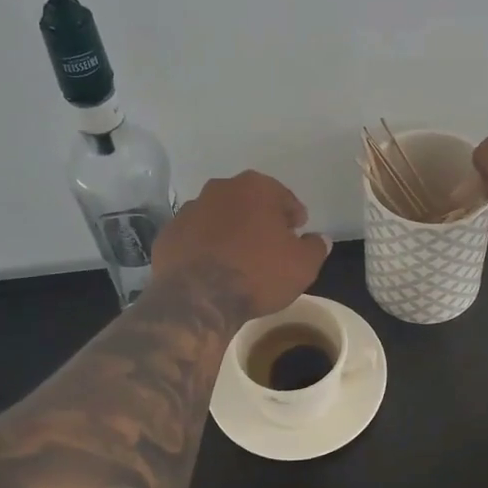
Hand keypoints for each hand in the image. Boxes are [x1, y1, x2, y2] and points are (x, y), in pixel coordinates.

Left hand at [152, 171, 330, 317]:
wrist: (197, 300)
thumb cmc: (258, 274)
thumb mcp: (303, 265)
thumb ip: (316, 247)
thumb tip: (320, 239)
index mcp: (255, 187)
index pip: (283, 197)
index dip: (293, 216)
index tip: (297, 233)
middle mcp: (220, 189)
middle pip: (248, 201)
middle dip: (259, 219)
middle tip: (270, 245)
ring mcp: (189, 210)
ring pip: (218, 216)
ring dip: (229, 230)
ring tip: (238, 259)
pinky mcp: (167, 234)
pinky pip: (194, 237)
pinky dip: (203, 246)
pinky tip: (211, 269)